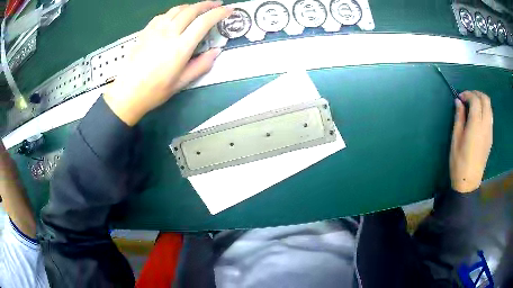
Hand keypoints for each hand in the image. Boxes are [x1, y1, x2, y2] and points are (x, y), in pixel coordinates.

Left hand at [104, 1, 232, 125]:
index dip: (219, 13)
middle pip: (191, 10)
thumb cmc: (154, 91)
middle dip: (207, 4)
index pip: (204, 22)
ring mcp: (155, 30)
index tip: (229, 10)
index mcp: (180, 47)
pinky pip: (163, 15)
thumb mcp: (181, 82)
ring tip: (198, 9)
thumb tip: (216, 51)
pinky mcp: (145, 31)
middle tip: (217, 4)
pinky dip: (174, 12)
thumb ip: (201, 65)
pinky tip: (176, 17)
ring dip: (191, 6)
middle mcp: (169, 33)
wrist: (127, 93)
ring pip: (177, 9)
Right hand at [450, 91, 492, 192]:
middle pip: (486, 100)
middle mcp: (485, 125)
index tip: (460, 98)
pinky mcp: (490, 138)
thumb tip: (458, 102)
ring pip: (489, 107)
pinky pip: (490, 117)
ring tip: (472, 106)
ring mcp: (489, 132)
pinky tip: (477, 118)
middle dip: (476, 94)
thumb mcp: (455, 139)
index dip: (467, 94)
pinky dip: (484, 110)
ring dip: (481, 101)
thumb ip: (459, 118)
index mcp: (476, 125)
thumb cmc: (459, 161)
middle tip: (467, 98)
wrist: (468, 182)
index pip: (476, 100)